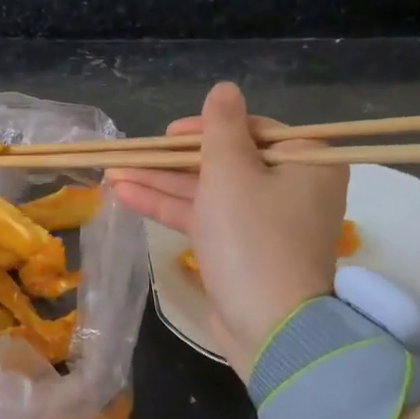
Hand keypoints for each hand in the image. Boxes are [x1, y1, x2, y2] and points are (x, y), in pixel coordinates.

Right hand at [110, 81, 347, 368]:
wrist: (270, 328)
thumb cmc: (253, 238)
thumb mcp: (231, 172)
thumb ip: (221, 127)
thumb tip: (225, 89)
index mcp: (306, 163)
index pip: (252, 130)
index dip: (205, 129)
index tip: (169, 134)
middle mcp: (291, 188)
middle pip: (225, 161)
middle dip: (172, 160)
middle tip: (132, 154)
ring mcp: (265, 223)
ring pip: (208, 191)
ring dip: (161, 183)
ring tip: (113, 174)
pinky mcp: (242, 251)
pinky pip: (205, 218)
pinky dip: (169, 207)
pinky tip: (125, 196)